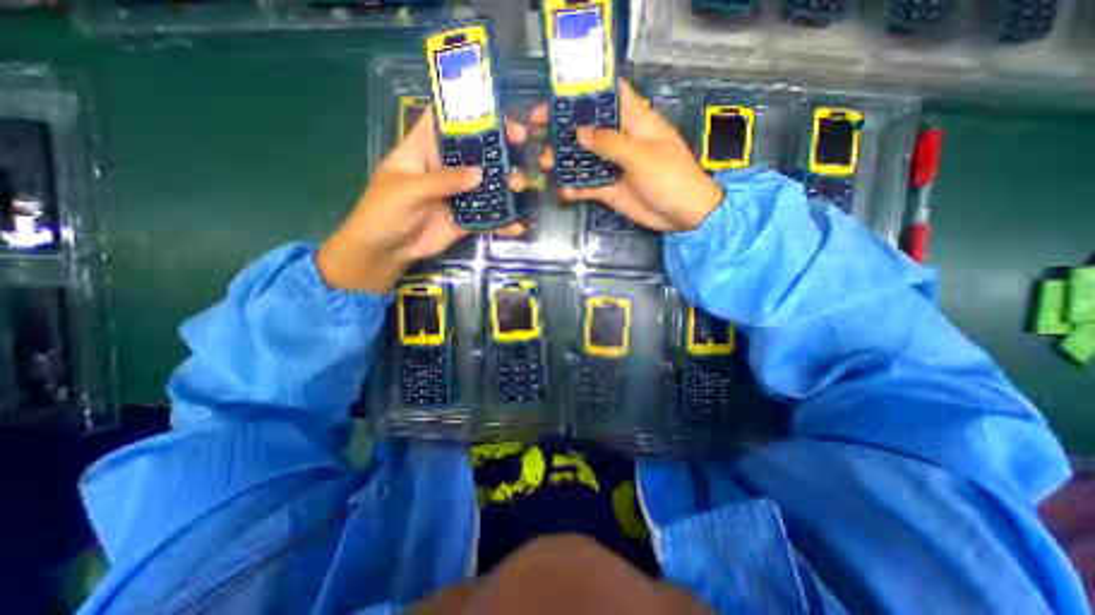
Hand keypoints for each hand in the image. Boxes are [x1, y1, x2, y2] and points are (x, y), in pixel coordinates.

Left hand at [317, 109, 530, 292]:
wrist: (385, 252)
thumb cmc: (384, 212)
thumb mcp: (408, 190)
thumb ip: (443, 181)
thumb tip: (480, 175)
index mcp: (423, 150)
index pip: (445, 122)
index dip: (467, 111)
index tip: (494, 109)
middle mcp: (444, 169)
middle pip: (474, 151)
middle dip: (497, 145)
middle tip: (520, 141)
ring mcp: (457, 195)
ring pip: (486, 184)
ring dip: (505, 184)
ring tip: (519, 185)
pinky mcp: (464, 219)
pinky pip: (487, 217)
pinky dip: (502, 222)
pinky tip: (517, 224)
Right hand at [532, 79, 724, 233]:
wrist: (682, 214)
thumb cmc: (670, 177)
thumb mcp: (641, 155)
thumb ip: (609, 143)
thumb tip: (580, 132)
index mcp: (635, 121)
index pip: (609, 96)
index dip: (585, 93)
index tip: (558, 97)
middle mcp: (621, 140)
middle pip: (589, 127)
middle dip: (564, 127)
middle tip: (539, 131)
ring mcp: (614, 166)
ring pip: (584, 158)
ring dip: (564, 160)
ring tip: (545, 164)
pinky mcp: (610, 189)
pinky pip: (588, 186)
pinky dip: (574, 189)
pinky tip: (562, 192)